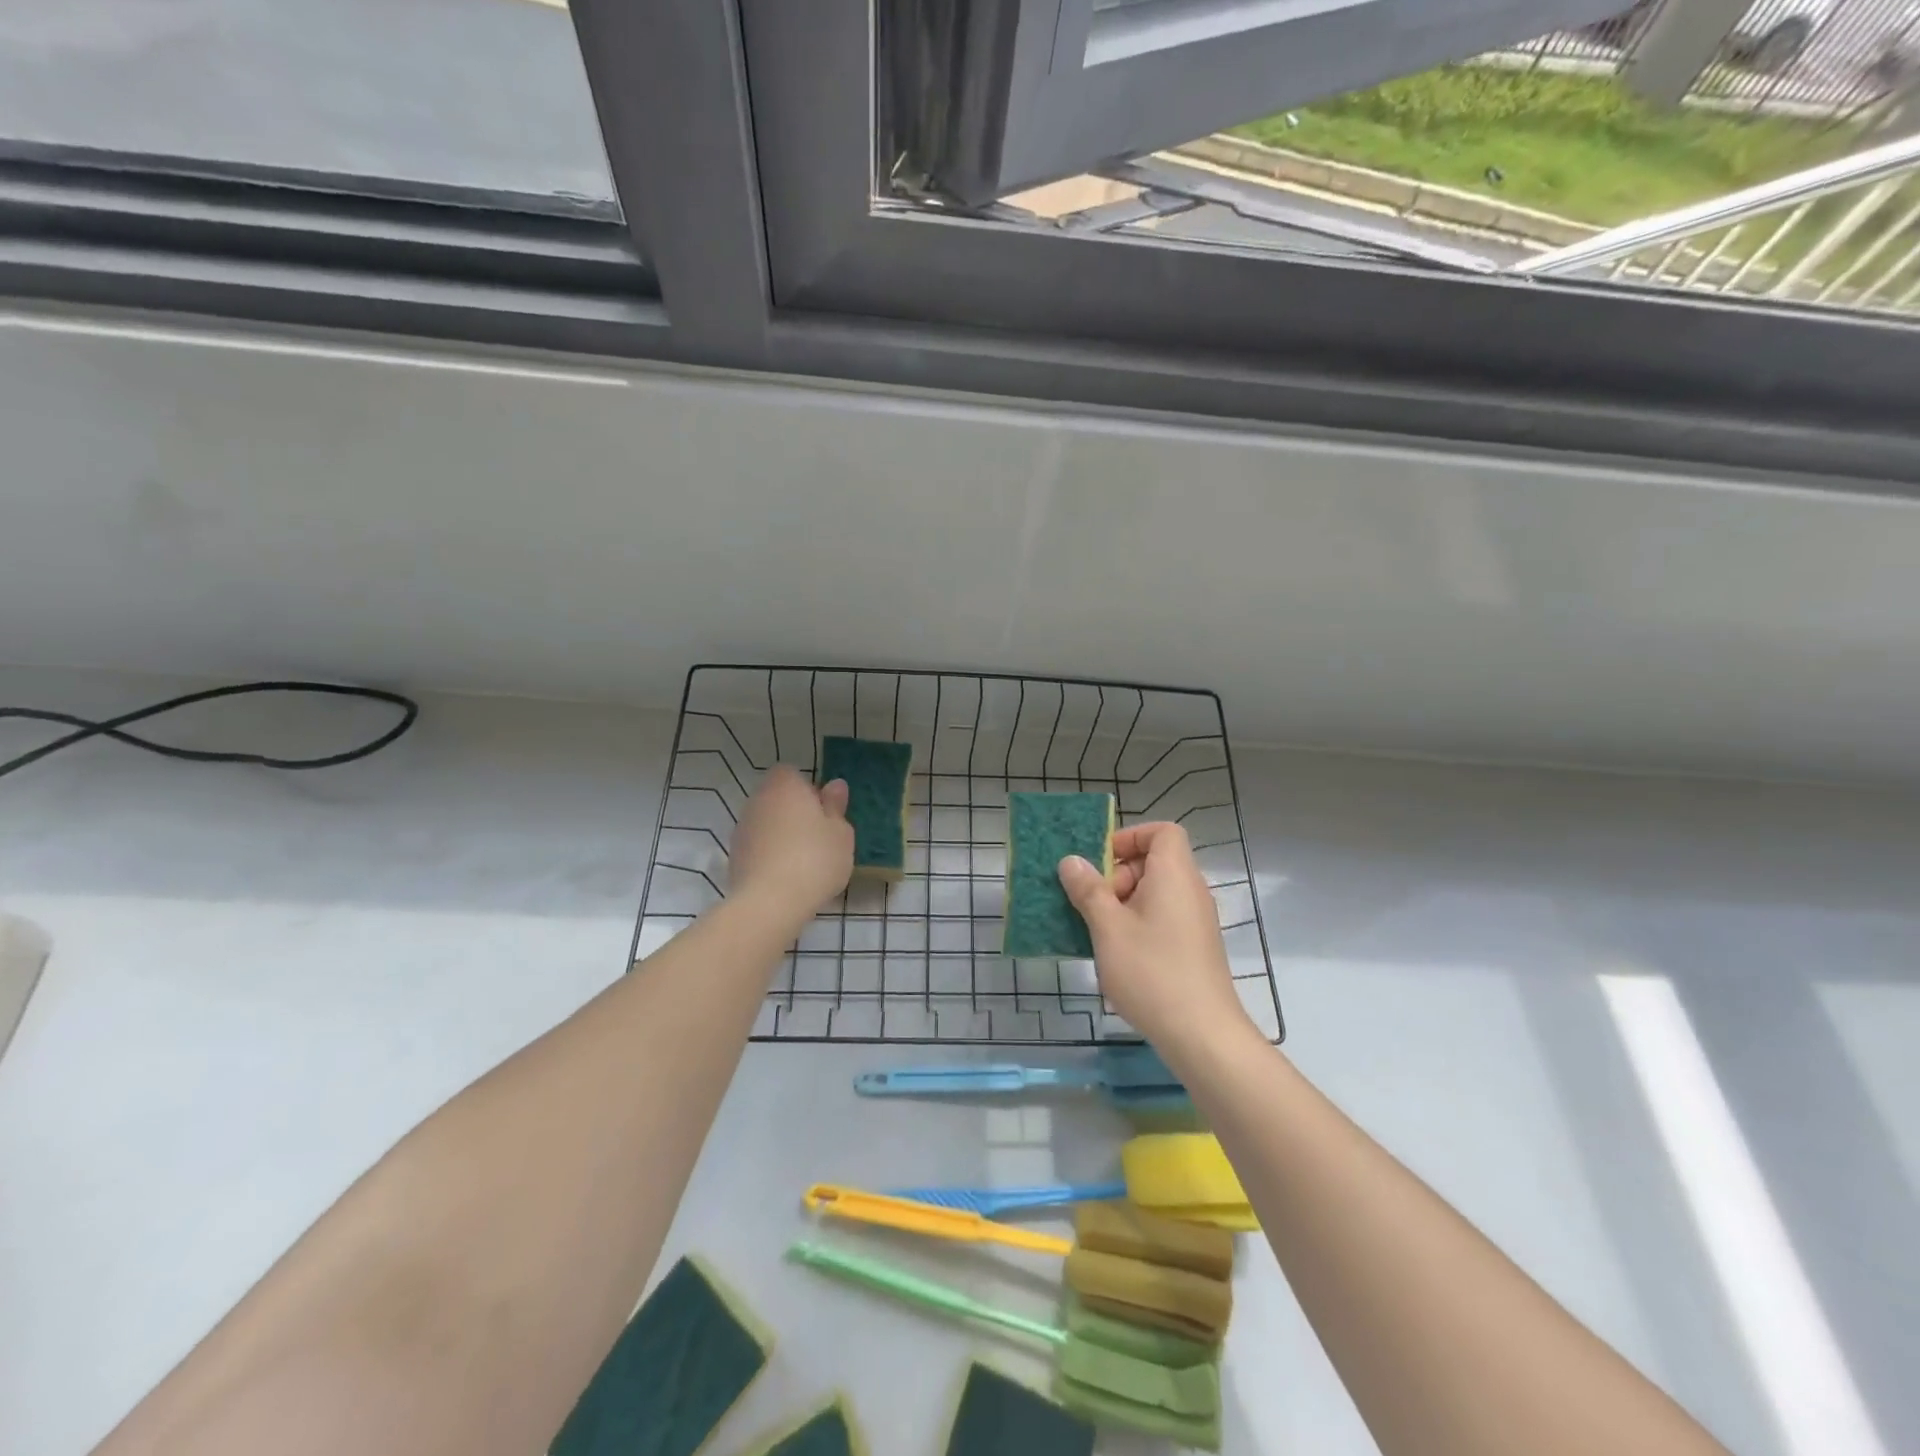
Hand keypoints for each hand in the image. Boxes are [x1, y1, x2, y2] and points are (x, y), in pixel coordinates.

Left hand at [727, 765, 853, 925]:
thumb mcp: (841, 833)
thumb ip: (836, 807)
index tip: (823, 811)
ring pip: (766, 822)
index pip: (791, 773)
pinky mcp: (734, 856)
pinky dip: (769, 853)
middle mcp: (758, 800)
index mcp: (785, 786)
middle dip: (794, 811)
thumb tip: (834, 785)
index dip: (808, 789)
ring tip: (803, 860)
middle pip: (777, 797)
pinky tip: (786, 875)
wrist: (770, 903)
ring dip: (781, 833)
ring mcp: (742, 828)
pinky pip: (757, 846)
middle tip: (818, 836)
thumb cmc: (815, 859)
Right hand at [1058, 822, 1253, 1054]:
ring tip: (1097, 930)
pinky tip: (1116, 953)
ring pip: (1155, 893)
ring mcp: (1195, 921)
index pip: (1162, 831)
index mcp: (1174, 875)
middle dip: (1117, 875)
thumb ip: (1088, 890)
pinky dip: (1137, 923)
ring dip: (1122, 903)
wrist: (1202, 1035)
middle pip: (1154, 861)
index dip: (1130, 837)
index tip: (1100, 861)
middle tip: (1093, 903)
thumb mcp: (1108, 928)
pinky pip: (1162, 917)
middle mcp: (1190, 891)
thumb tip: (1071, 861)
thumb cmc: (1152, 971)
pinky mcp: (1194, 947)